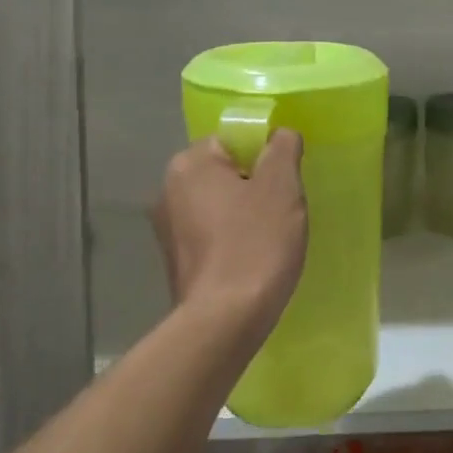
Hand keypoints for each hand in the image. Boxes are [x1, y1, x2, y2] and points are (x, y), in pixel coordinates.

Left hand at [153, 132, 307, 336]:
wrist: (226, 319)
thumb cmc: (256, 242)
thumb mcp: (281, 186)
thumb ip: (282, 148)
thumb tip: (280, 134)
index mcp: (190, 164)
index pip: (232, 140)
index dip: (264, 156)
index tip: (285, 181)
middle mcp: (168, 190)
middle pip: (225, 172)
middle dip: (255, 186)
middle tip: (284, 209)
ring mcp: (168, 229)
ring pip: (219, 205)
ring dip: (244, 214)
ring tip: (271, 238)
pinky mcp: (176, 261)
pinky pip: (212, 235)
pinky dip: (232, 240)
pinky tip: (252, 259)